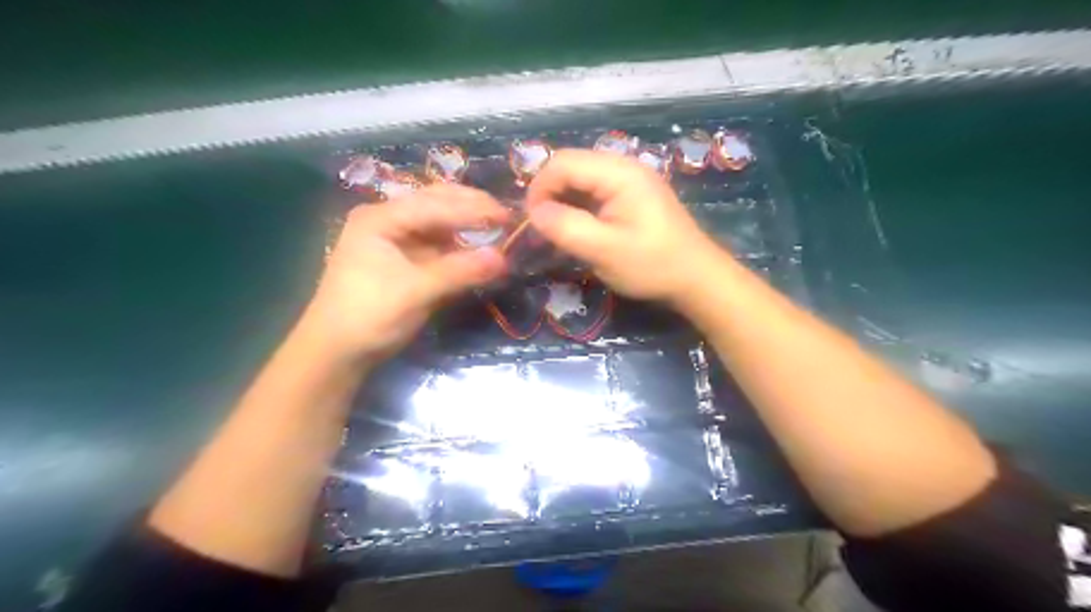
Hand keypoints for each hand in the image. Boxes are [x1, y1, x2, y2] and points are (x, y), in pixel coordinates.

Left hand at [300, 184, 508, 360]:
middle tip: (506, 215)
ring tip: (499, 228)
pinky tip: (478, 249)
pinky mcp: (404, 260)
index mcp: (380, 218)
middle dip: (471, 208)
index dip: (473, 208)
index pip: (434, 204)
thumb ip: (459, 271)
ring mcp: (395, 240)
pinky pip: (437, 245)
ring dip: (467, 226)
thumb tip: (504, 258)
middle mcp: (387, 221)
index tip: (507, 215)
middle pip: (436, 204)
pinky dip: (459, 247)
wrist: (337, 352)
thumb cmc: (369, 316)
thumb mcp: (415, 292)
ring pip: (439, 224)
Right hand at [526, 149, 721, 305]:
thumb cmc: (652, 265)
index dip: (539, 188)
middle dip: (550, 193)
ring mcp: (631, 179)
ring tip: (558, 230)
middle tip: (543, 228)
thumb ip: (565, 228)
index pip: (563, 163)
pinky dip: (580, 206)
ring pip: (582, 178)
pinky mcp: (634, 195)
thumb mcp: (603, 251)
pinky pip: (596, 190)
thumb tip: (534, 212)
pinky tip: (579, 228)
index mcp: (619, 173)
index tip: (532, 222)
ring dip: (564, 200)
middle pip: (572, 166)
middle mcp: (625, 166)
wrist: (697, 278)